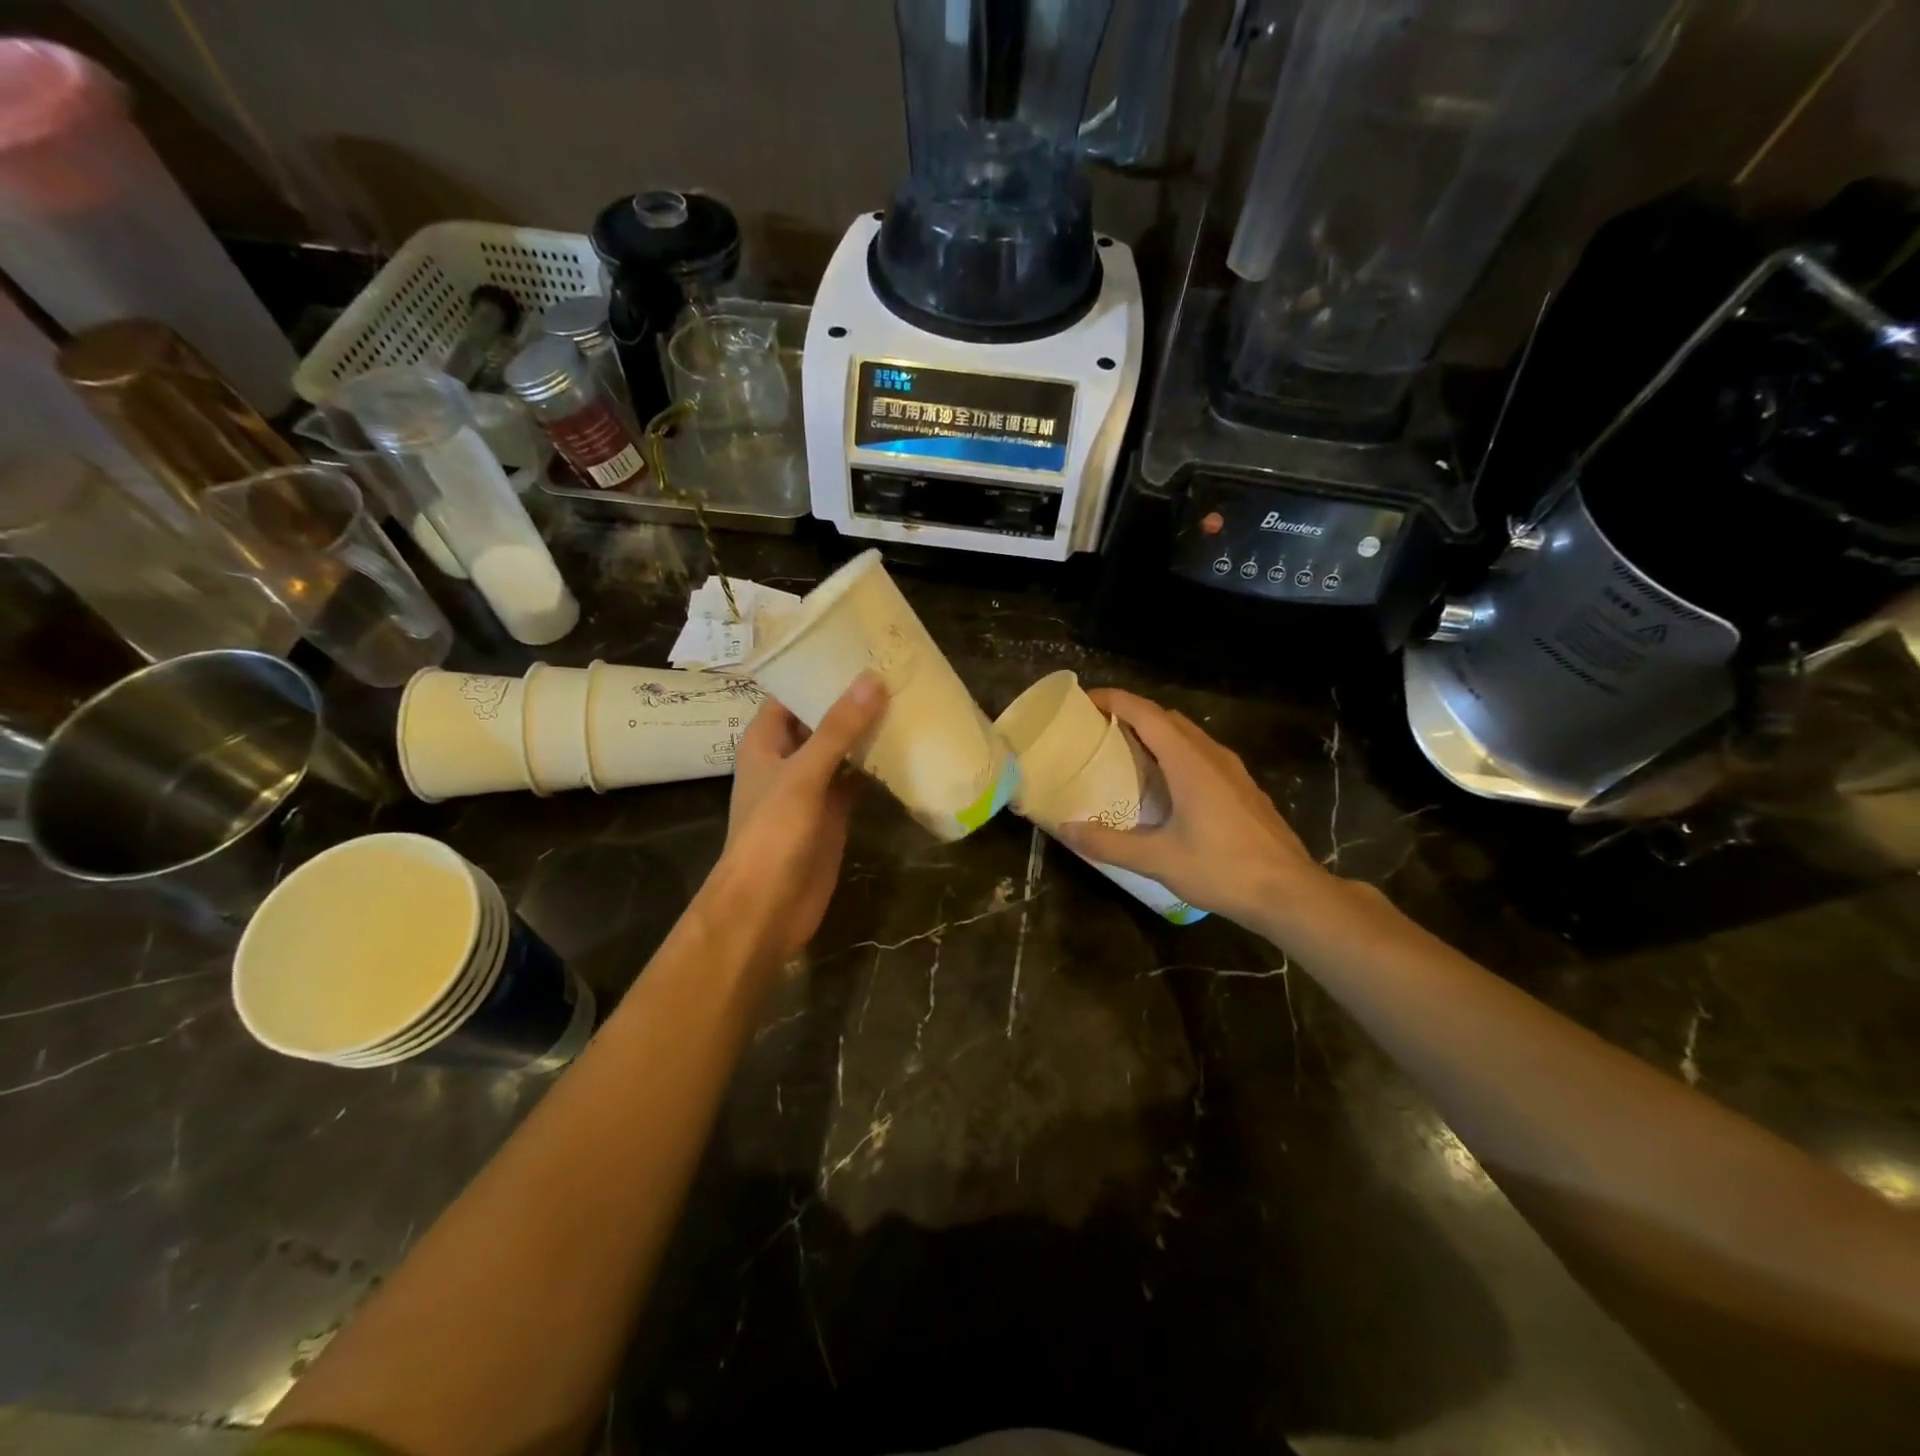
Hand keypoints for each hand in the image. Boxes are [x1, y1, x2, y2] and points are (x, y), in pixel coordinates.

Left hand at [711, 672, 887, 961]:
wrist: (767, 908)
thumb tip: (872, 679)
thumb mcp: (803, 775)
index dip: (817, 668)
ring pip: (843, 749)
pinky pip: (857, 780)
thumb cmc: (772, 835)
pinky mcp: (834, 813)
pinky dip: (878, 767)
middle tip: (896, 668)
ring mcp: (812, 787)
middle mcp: (788, 758)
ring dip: (869, 731)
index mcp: (765, 740)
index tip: (857, 644)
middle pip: (821, 718)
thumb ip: (838, 729)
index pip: (790, 692)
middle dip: (853, 698)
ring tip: (909, 698)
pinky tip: (908, 749)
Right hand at [1056, 688, 1331, 929]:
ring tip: (1125, 752)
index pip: (1146, 713)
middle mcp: (1212, 756)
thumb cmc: (1223, 870)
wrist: (1290, 893)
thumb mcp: (1158, 860)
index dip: (1114, 700)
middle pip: (1167, 718)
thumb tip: (1065, 828)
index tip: (1085, 700)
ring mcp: (1233, 772)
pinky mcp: (1243, 789)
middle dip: (1132, 714)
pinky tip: (1165, 785)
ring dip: (1155, 733)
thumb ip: (1109, 842)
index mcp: (1189, 762)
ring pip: (1188, 736)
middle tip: (1098, 729)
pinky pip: (1202, 755)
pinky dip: (1175, 753)